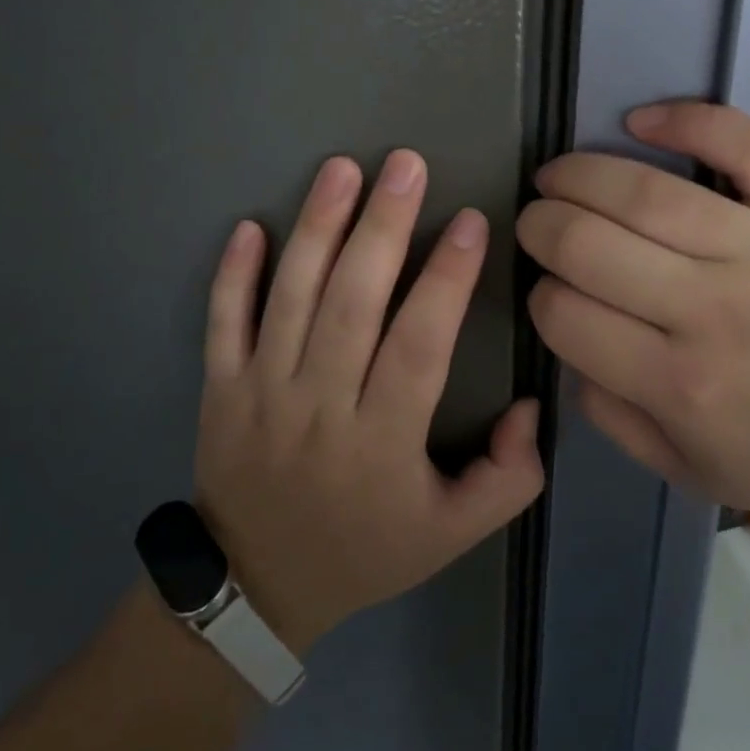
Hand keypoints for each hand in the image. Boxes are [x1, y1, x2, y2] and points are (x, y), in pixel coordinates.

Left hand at [193, 151, 543, 653]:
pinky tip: (251, 225)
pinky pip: (223, 324)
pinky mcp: (221, 389)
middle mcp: (319, 406)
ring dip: (316, 230)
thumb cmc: (366, 550)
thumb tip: (528, 406)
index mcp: (382, 441)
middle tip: (406, 165)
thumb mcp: (454, 534)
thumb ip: (508, 478)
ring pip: (291, 300)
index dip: (446, 281)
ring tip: (341, 169)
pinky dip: (232, 274)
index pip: (419, 346)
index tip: (470, 222)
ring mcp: (261, 393)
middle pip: (352, 304)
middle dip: (382, 228)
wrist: (258, 586)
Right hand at [517, 103, 749, 519]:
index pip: (566, 315)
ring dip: (579, 173)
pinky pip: (740, 141)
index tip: (551, 291)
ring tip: (557, 175)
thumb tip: (568, 348)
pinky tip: (640, 119)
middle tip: (536, 222)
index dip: (540, 296)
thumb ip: (616, 419)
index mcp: (681, 385)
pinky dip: (684, 119)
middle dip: (540, 227)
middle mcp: (715, 311)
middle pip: (587, 244)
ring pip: (643, 191)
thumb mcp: (699, 472)